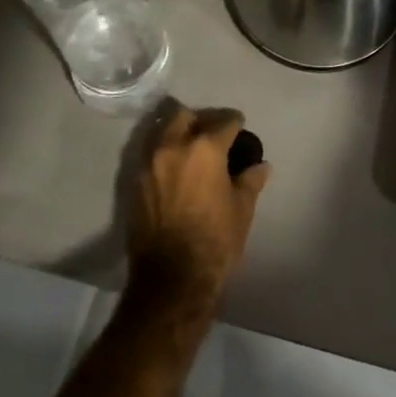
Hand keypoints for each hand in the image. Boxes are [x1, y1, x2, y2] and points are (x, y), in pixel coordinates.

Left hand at [127, 104, 269, 307]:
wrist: (172, 281)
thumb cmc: (215, 241)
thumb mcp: (242, 209)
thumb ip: (251, 180)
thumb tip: (261, 166)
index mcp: (205, 147)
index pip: (224, 121)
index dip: (236, 124)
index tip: (240, 129)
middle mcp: (174, 146)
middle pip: (186, 115)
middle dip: (201, 120)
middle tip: (212, 135)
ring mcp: (149, 163)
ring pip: (163, 131)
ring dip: (178, 133)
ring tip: (191, 151)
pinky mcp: (134, 182)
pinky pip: (150, 155)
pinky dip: (163, 154)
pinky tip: (175, 171)